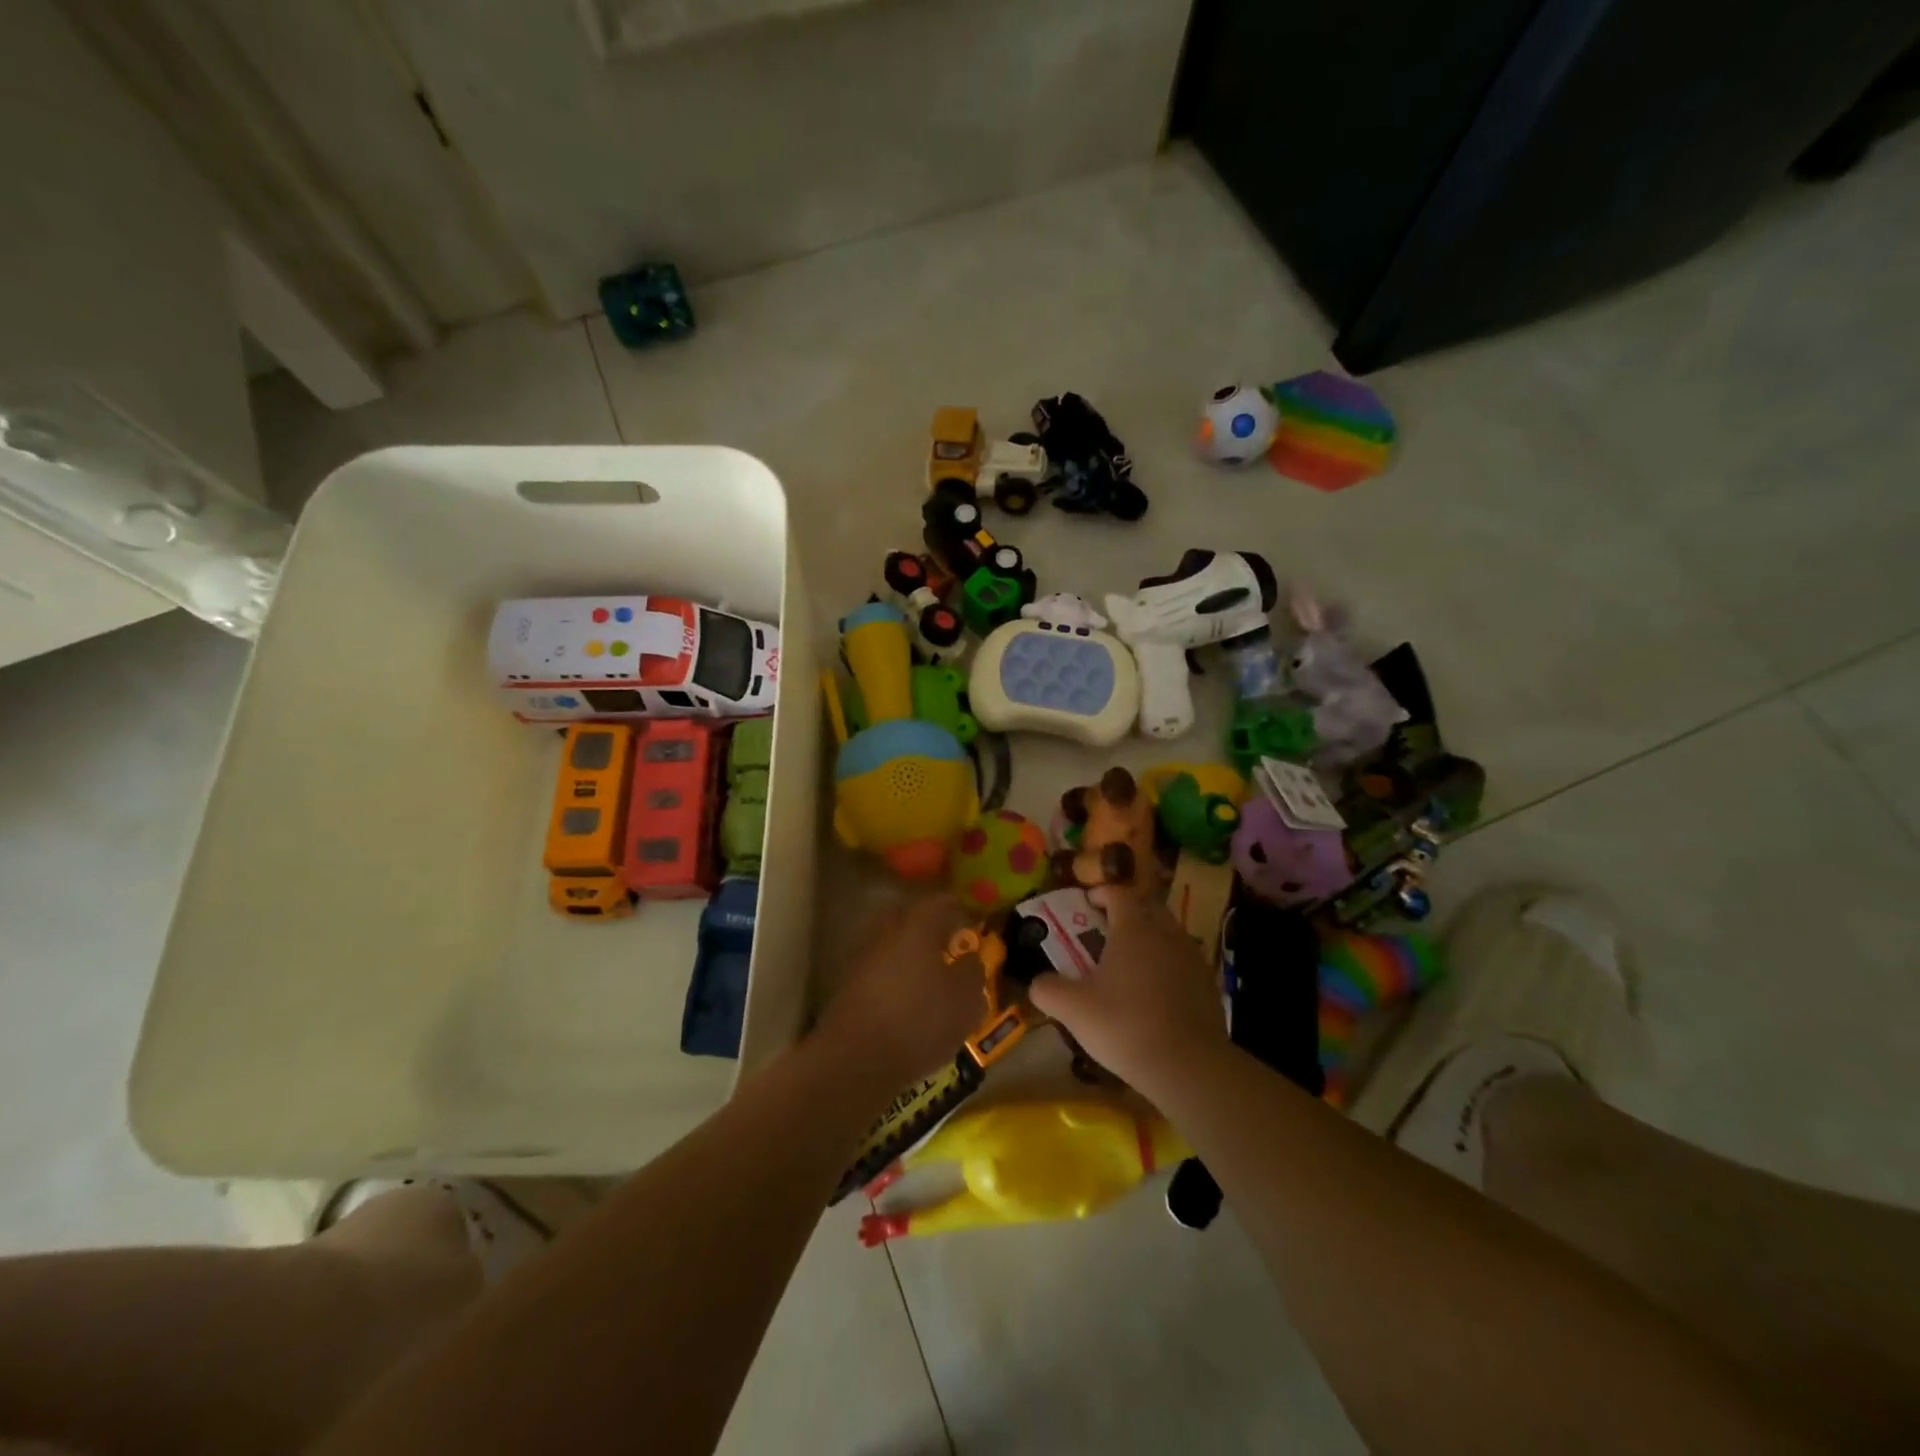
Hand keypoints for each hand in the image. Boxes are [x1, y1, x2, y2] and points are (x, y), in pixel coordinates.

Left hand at [816, 895, 982, 1086]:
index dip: (956, 907)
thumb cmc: (920, 1021)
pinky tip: (905, 995)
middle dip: (926, 924)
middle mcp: (886, 932)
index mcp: (917, 926)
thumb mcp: (965, 1001)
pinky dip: (892, 974)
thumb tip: (970, 959)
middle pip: (907, 916)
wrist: (856, 1059)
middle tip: (946, 939)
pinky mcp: (848, 986)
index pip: (939, 902)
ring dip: (907, 950)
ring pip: (889, 942)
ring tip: (927, 971)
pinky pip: (877, 968)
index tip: (970, 916)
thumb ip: (972, 973)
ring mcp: (862, 958)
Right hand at [1028, 885, 1229, 1095]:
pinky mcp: (1208, 983)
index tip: (1087, 902)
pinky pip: (1182, 960)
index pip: (1118, 893)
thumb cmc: (1125, 1025)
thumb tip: (1037, 982)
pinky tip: (1154, 991)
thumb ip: (1048, 989)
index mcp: (1134, 927)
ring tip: (1130, 961)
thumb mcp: (1073, 1009)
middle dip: (1128, 911)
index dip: (1101, 893)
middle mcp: (1166, 932)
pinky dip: (1167, 964)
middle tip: (1107, 929)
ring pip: (1168, 933)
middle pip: (1147, 906)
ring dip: (1149, 938)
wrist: (1188, 1066)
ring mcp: (1191, 957)